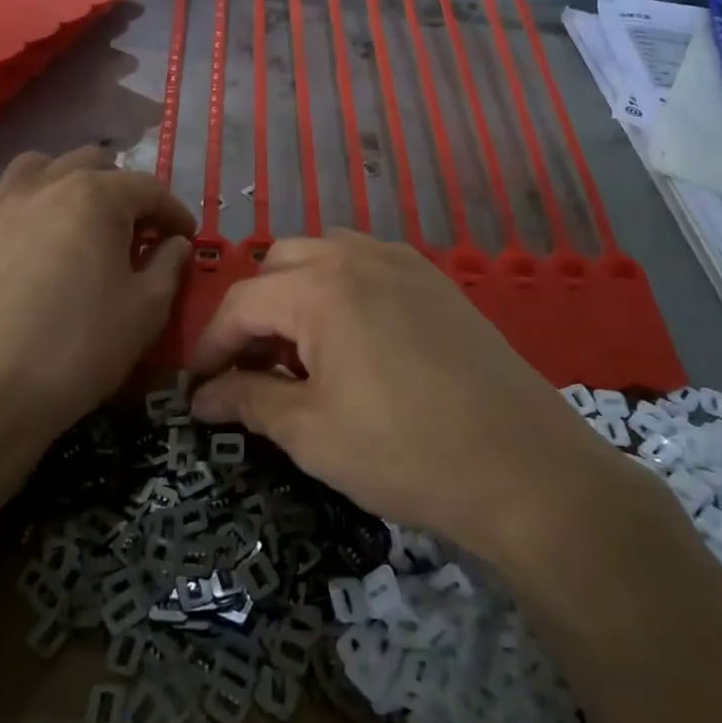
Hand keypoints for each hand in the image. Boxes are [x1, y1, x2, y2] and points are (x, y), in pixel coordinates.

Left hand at [0, 147, 192, 452]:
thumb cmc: (76, 350)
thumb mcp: (145, 312)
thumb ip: (168, 267)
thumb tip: (175, 244)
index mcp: (98, 198)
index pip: (149, 188)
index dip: (174, 212)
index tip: (186, 238)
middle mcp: (47, 184)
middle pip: (94, 163)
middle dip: (122, 190)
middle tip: (134, 231)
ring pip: (37, 165)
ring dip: (65, 181)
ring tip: (76, 218)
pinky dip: (0, 198)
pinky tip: (11, 222)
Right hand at [187, 232, 622, 558]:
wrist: (524, 466)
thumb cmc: (406, 451)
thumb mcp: (312, 434)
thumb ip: (249, 402)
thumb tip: (203, 397)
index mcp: (321, 288)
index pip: (242, 302)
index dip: (211, 344)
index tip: (197, 386)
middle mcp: (358, 257)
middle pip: (280, 265)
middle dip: (254, 312)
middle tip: (251, 366)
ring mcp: (404, 263)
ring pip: (326, 255)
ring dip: (297, 292)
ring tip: (300, 349)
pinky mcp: (436, 281)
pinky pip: (369, 264)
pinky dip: (342, 288)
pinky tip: (353, 337)